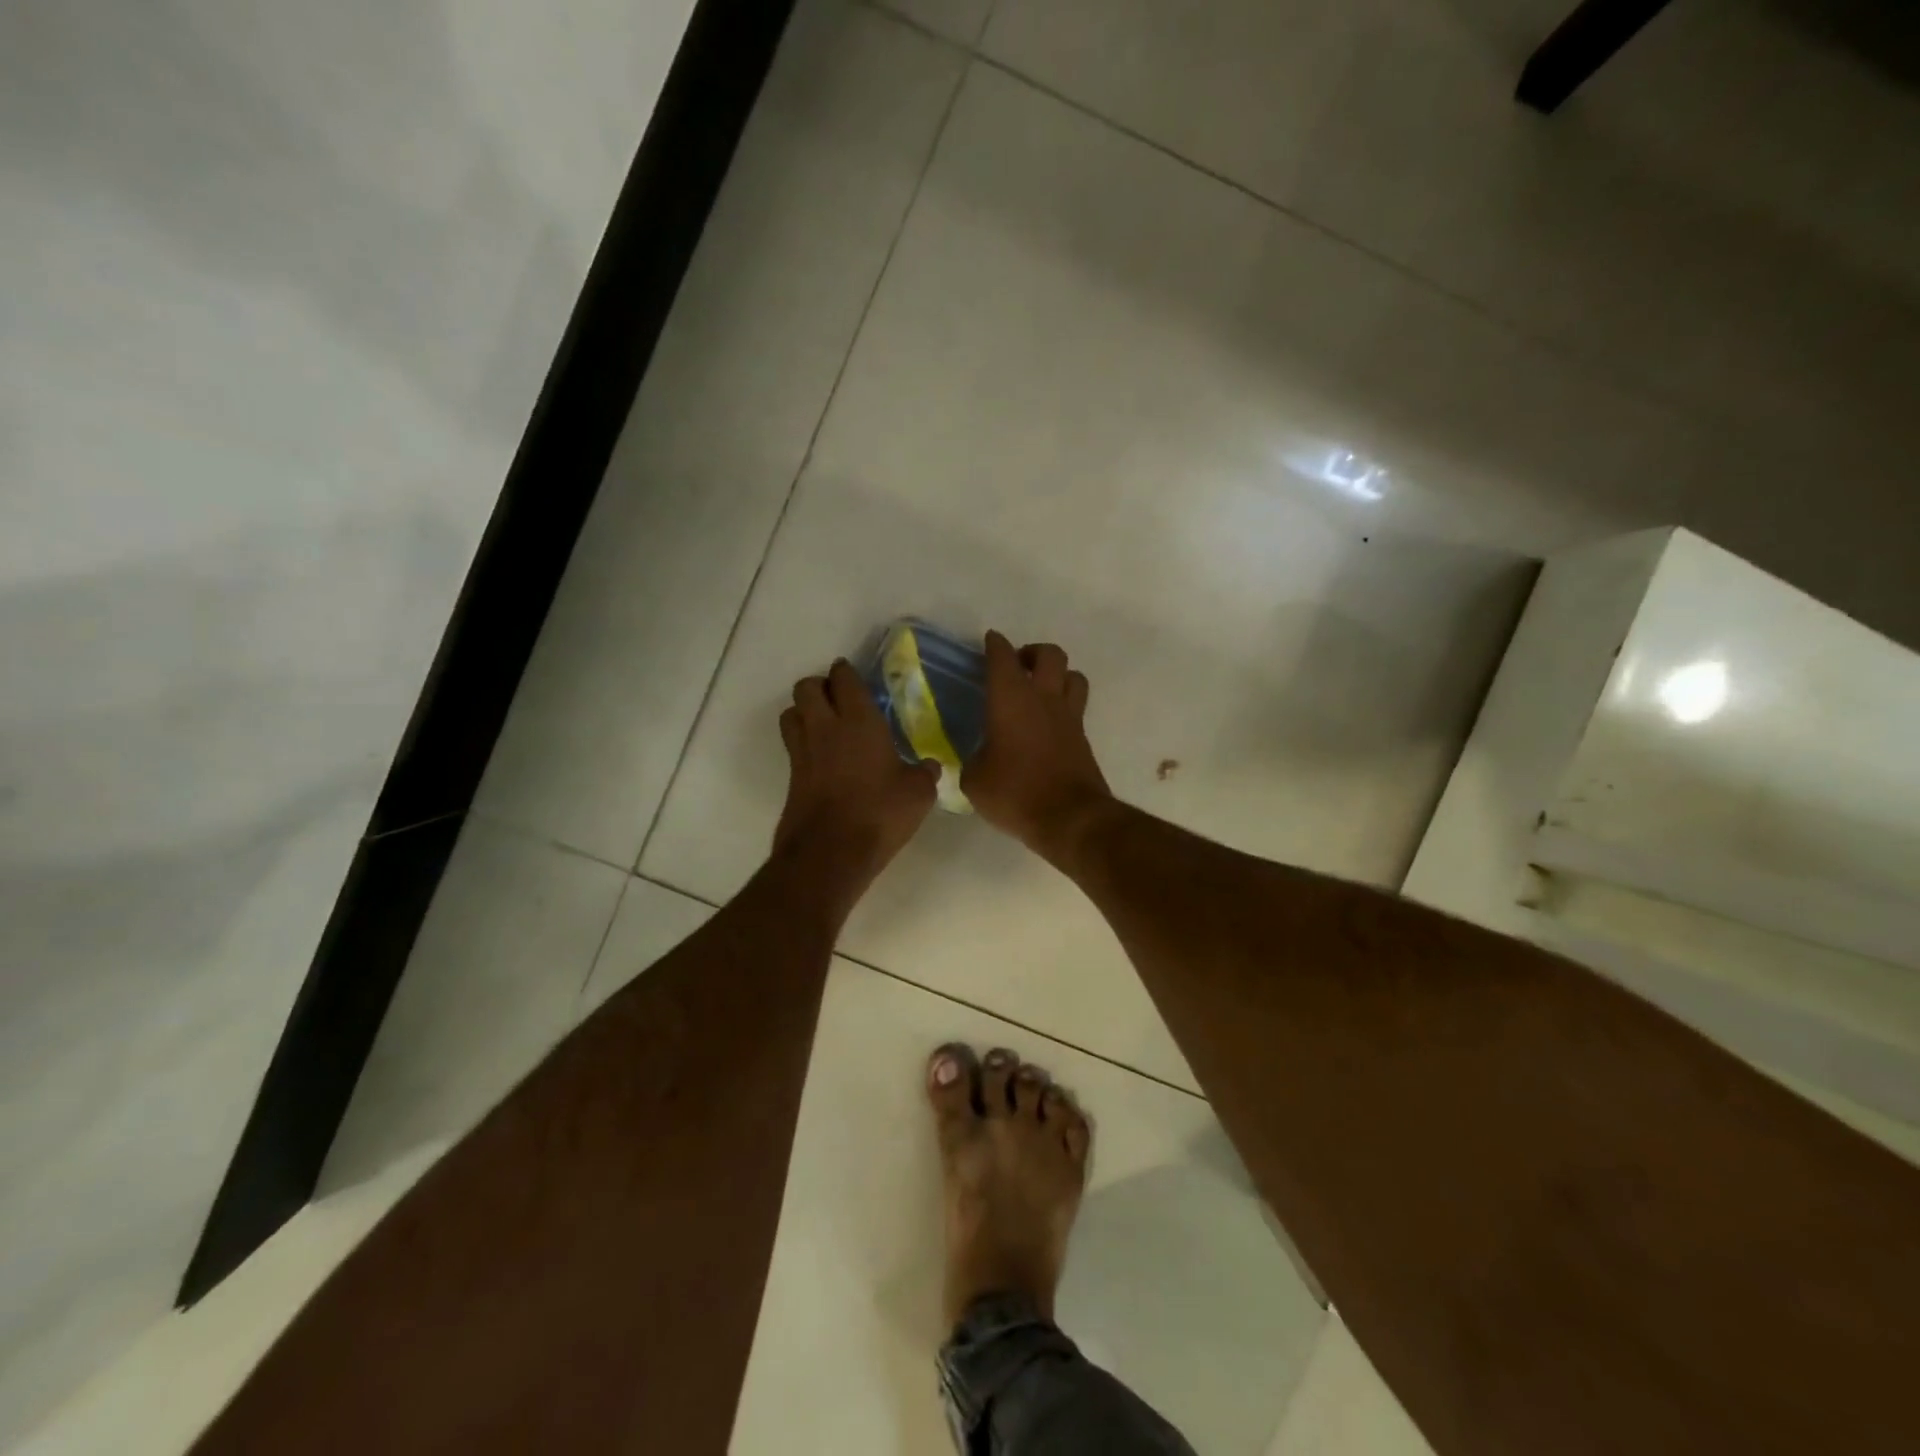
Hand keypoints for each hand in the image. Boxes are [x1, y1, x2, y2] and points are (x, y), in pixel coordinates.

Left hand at [774, 659, 939, 894]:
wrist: (830, 853)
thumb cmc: (879, 813)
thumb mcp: (918, 794)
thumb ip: (924, 773)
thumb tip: (929, 766)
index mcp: (858, 721)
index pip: (843, 679)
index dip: (846, 673)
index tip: (854, 677)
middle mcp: (825, 728)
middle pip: (806, 687)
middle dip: (820, 686)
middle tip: (839, 699)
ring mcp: (803, 752)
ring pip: (791, 713)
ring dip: (804, 712)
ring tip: (825, 724)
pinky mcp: (792, 777)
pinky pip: (792, 745)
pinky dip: (803, 742)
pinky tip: (824, 758)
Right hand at [962, 632, 1113, 862]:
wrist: (1069, 818)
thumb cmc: (1015, 793)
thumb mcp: (975, 780)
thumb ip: (972, 760)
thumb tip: (977, 758)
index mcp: (1011, 698)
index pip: (1002, 657)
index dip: (995, 645)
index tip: (990, 641)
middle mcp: (1044, 698)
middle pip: (1050, 654)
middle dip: (1033, 652)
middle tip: (1018, 667)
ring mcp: (1069, 717)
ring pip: (1073, 675)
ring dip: (1058, 675)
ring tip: (1041, 691)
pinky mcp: (1083, 738)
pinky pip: (1077, 707)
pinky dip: (1064, 706)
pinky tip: (1049, 724)